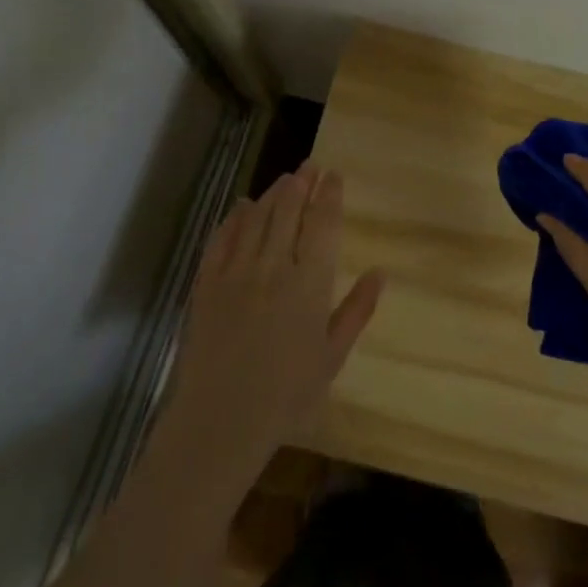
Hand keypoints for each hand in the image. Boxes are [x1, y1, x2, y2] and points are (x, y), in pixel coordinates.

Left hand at [161, 164, 383, 490]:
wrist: (221, 420)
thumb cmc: (287, 394)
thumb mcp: (333, 355)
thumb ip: (357, 309)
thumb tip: (380, 272)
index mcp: (310, 282)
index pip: (322, 224)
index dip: (329, 195)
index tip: (334, 175)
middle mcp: (274, 266)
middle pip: (289, 211)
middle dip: (302, 183)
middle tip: (310, 165)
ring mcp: (236, 272)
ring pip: (256, 218)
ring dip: (272, 194)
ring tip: (284, 179)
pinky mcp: (206, 284)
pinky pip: (221, 239)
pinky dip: (233, 218)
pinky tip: (240, 207)